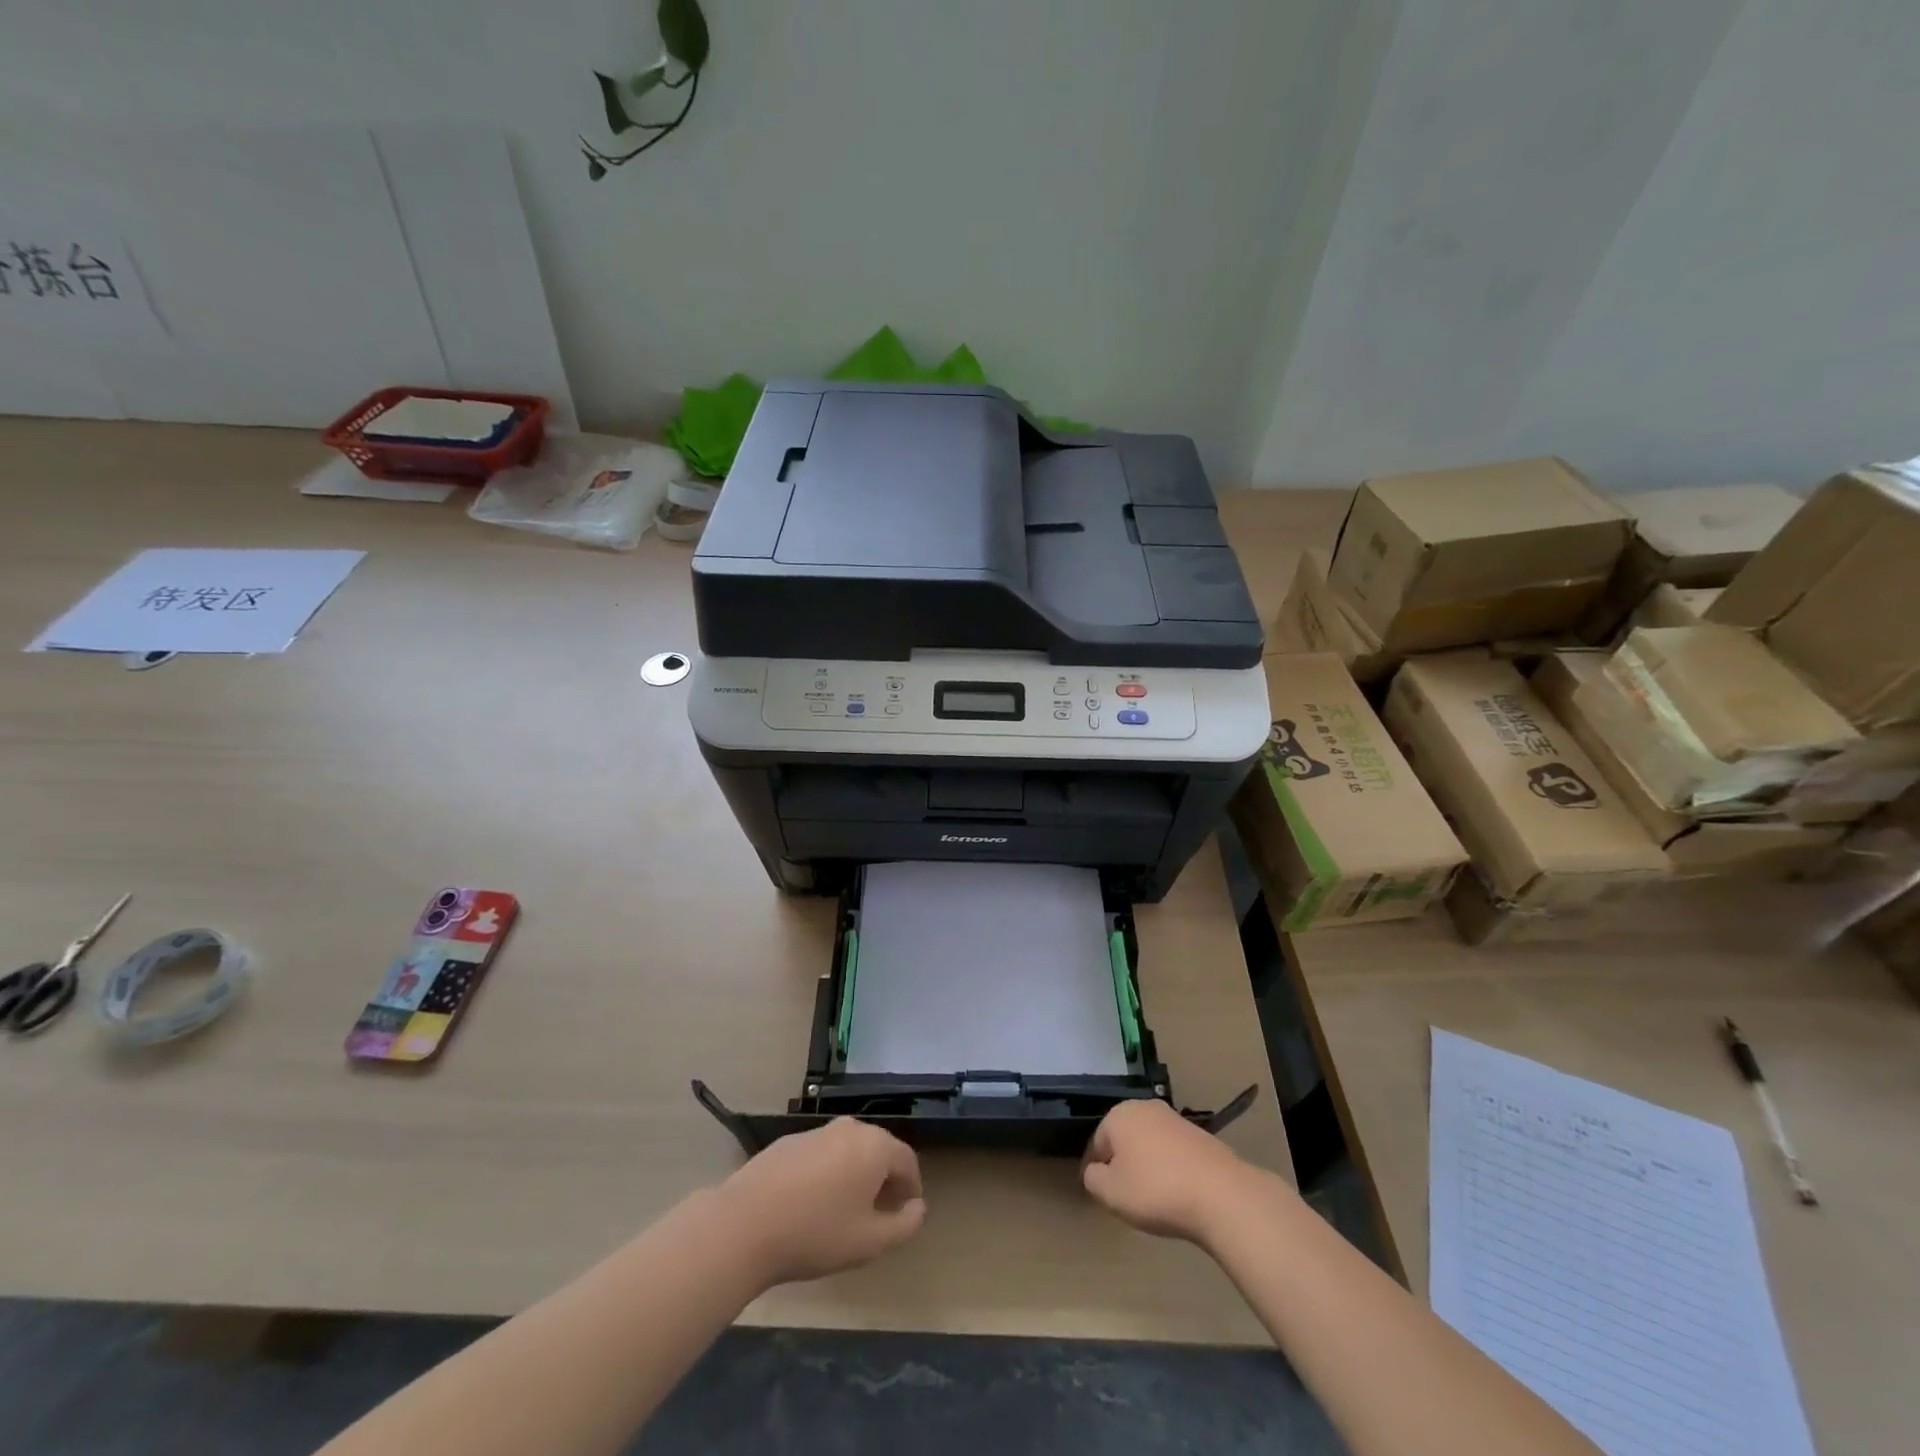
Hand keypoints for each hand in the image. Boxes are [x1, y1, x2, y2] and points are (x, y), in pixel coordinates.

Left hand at [715, 1119, 926, 1286]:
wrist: (745, 1224)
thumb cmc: (816, 1233)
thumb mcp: (869, 1242)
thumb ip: (904, 1225)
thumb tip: (918, 1207)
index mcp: (875, 1146)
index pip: (907, 1160)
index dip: (912, 1186)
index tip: (908, 1211)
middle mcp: (849, 1129)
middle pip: (879, 1149)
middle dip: (885, 1177)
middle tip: (881, 1211)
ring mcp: (817, 1131)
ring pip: (848, 1150)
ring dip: (855, 1173)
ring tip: (846, 1209)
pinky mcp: (788, 1141)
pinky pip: (821, 1154)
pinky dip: (827, 1172)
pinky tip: (812, 1202)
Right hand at [1082, 1099, 1263, 1244]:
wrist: (1220, 1194)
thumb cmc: (1156, 1190)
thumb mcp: (1110, 1193)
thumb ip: (1093, 1179)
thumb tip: (1095, 1172)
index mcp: (1119, 1114)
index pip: (1097, 1143)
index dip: (1096, 1171)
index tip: (1102, 1195)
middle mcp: (1145, 1107)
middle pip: (1124, 1139)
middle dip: (1122, 1165)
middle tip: (1126, 1197)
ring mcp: (1175, 1119)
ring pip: (1149, 1145)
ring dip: (1147, 1166)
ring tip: (1154, 1199)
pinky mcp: (1200, 1135)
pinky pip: (1173, 1153)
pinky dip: (1171, 1170)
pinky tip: (1178, 1194)